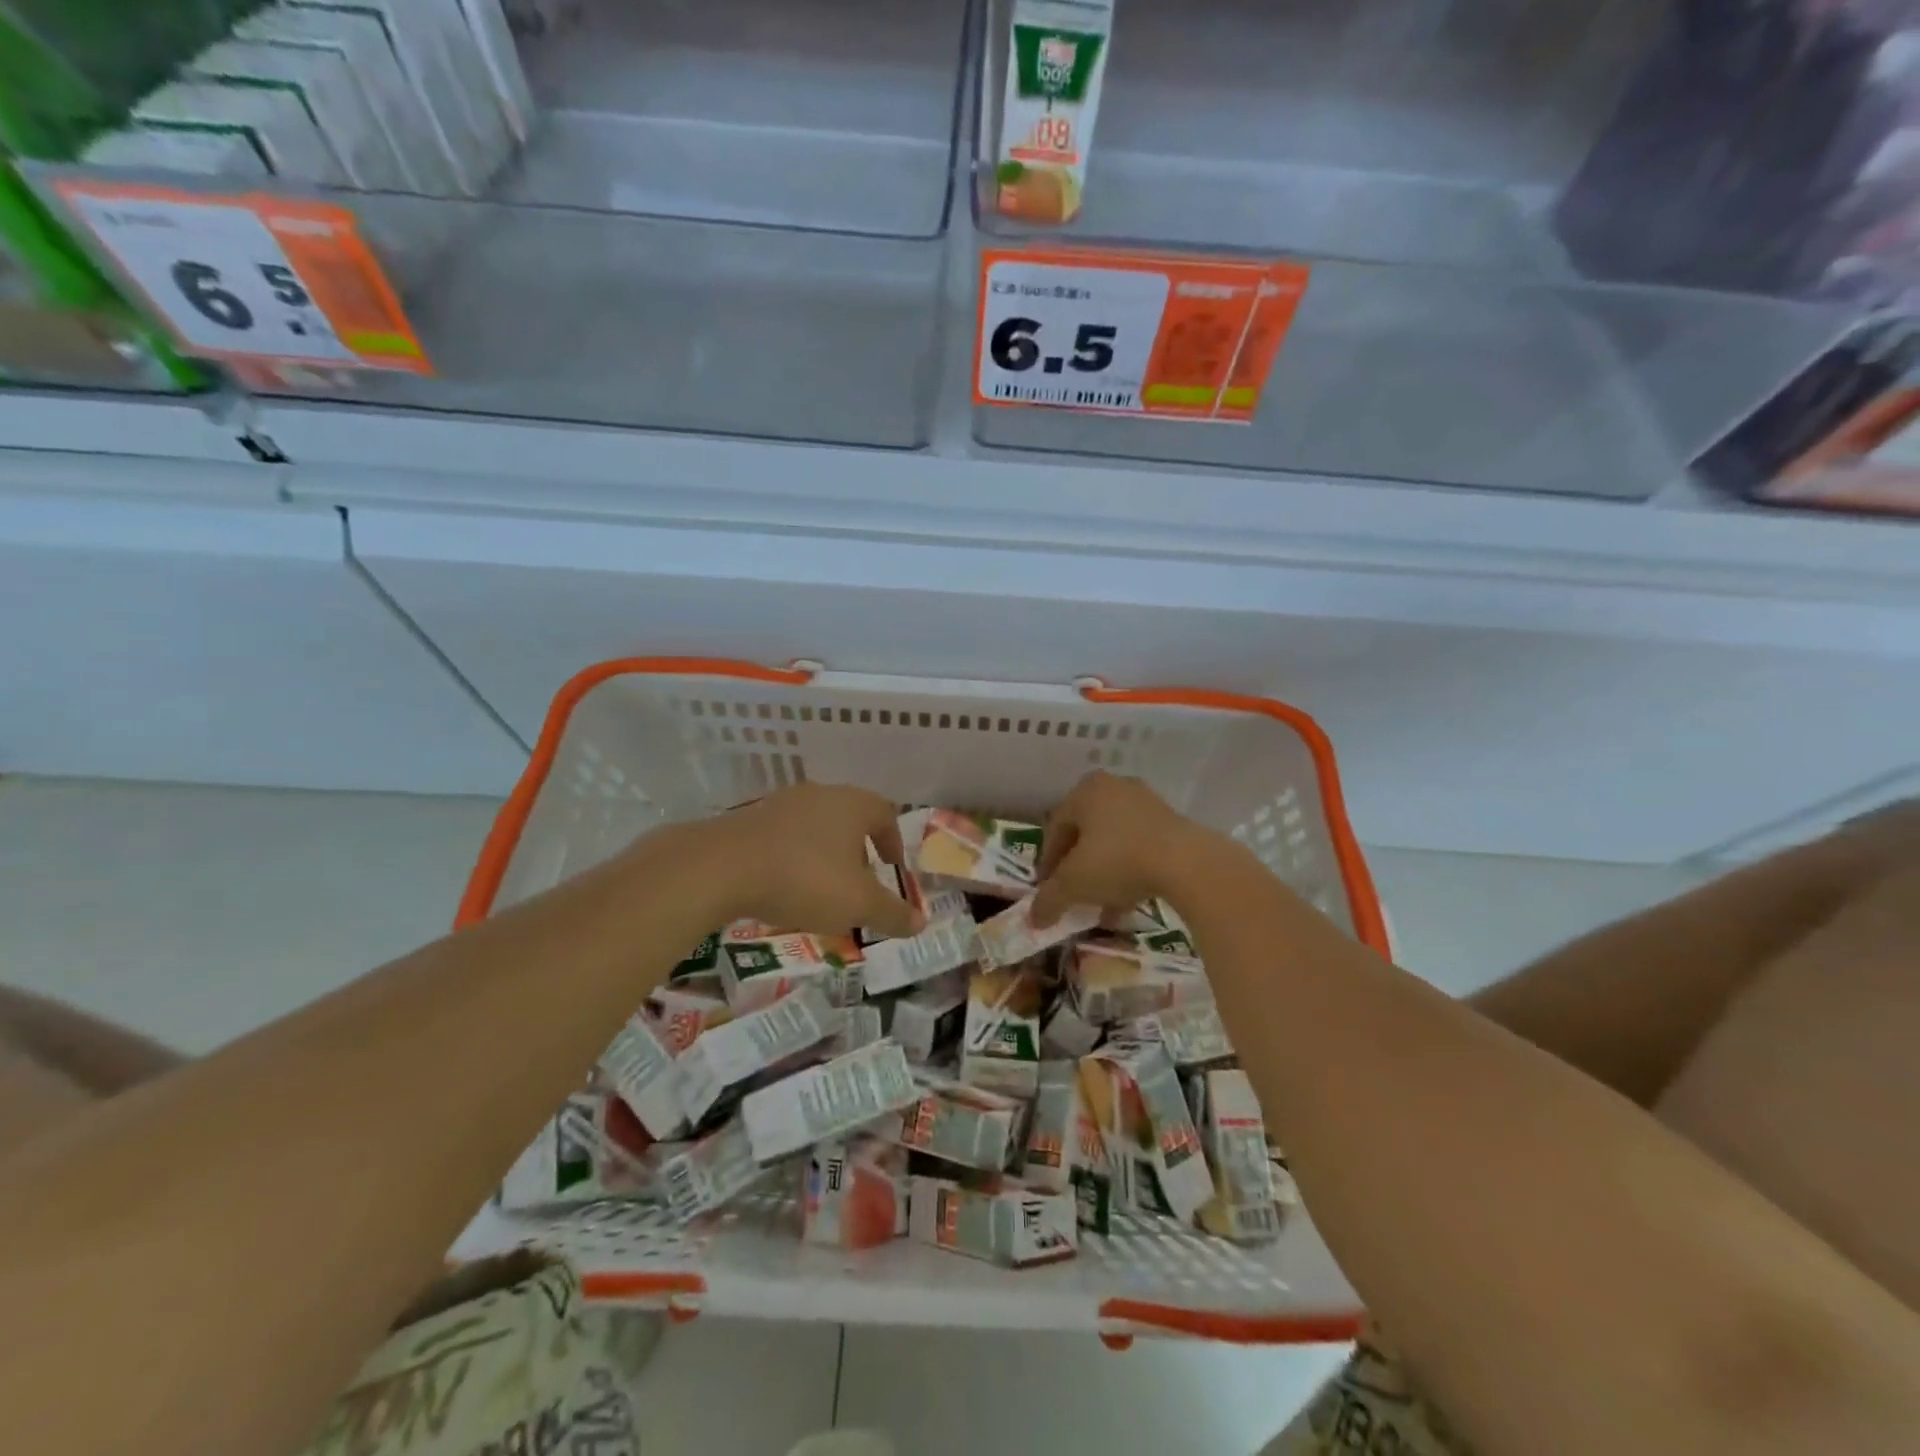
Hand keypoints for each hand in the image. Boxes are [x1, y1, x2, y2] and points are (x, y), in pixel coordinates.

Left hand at [681, 783, 923, 937]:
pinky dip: (794, 856)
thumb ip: (892, 913)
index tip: (892, 868)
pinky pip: (784, 836)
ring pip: (815, 825)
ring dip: (825, 853)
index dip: (893, 841)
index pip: (885, 813)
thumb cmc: (804, 878)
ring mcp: (782, 804)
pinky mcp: (750, 819)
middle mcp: (820, 795)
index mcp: (852, 804)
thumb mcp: (857, 904)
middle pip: (850, 816)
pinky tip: (784, 885)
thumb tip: (920, 924)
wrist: (721, 867)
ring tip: (822, 887)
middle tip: (860, 880)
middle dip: (859, 849)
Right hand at [1031, 772, 1220, 926]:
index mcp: (1085, 791)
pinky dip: (1128, 871)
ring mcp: (1146, 802)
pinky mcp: (1171, 821)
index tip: (1048, 891)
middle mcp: (1113, 788)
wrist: (1187, 862)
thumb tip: (1033, 919)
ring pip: (1113, 842)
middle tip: (1073, 895)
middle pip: (1085, 834)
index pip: (1055, 828)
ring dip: (1103, 874)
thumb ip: (1049, 900)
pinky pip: (1139, 847)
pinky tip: (1127, 902)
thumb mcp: (1074, 884)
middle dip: (1077, 869)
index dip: (1047, 863)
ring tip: (1101, 907)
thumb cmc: (1118, 861)